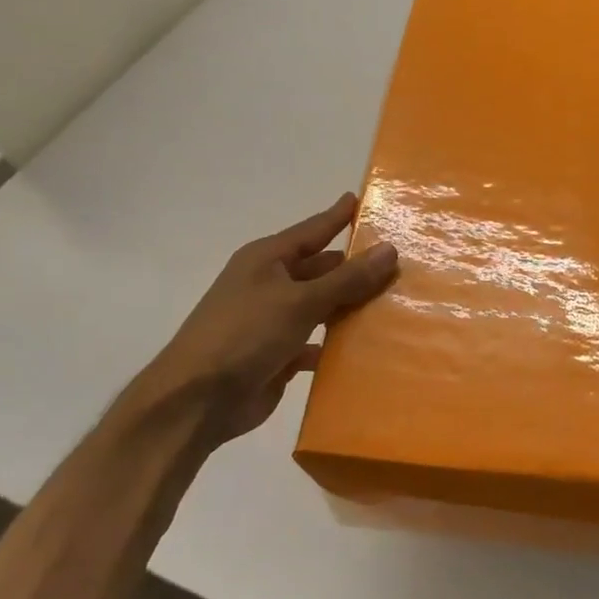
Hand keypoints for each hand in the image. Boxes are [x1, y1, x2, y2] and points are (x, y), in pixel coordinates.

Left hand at [137, 193, 397, 448]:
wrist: (197, 399)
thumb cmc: (245, 335)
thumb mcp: (300, 301)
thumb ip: (347, 279)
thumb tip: (389, 249)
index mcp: (267, 260)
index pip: (312, 230)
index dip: (337, 216)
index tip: (362, 199)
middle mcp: (270, 285)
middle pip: (321, 269)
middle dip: (355, 267)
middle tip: (400, 261)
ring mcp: (274, 321)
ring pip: (322, 307)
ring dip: (351, 307)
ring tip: (395, 302)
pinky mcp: (279, 355)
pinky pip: (318, 342)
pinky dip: (338, 344)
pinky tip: (369, 347)